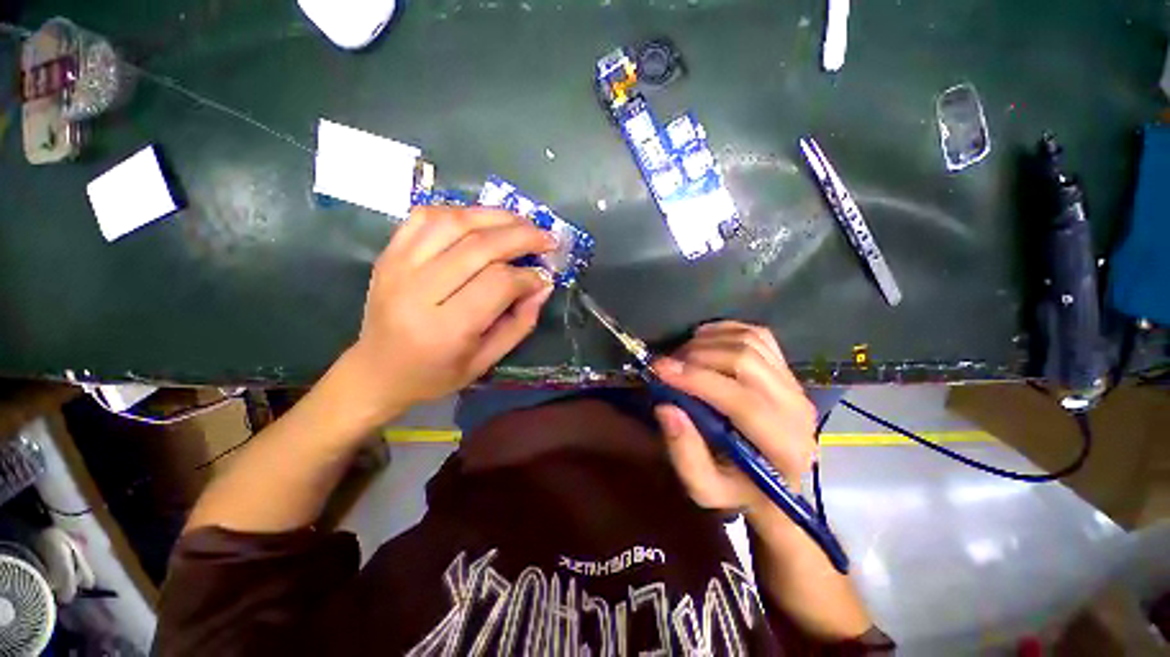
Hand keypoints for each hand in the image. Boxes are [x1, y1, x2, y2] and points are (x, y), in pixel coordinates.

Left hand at [342, 206, 555, 421]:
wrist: (377, 371)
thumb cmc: (436, 373)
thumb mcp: (487, 360)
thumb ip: (520, 322)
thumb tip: (544, 285)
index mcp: (445, 328)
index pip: (498, 283)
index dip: (528, 276)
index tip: (545, 276)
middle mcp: (418, 292)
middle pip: (479, 247)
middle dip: (522, 237)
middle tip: (547, 238)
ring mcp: (398, 267)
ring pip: (454, 222)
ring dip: (495, 217)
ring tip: (522, 222)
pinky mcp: (388, 254)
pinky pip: (425, 217)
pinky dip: (459, 211)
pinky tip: (481, 220)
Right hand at [653, 321, 816, 514]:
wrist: (775, 482)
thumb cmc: (738, 489)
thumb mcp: (704, 489)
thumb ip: (684, 454)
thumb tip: (665, 406)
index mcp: (783, 446)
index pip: (742, 401)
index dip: (697, 380)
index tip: (659, 369)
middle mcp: (797, 408)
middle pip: (745, 361)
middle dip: (697, 356)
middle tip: (666, 365)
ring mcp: (794, 383)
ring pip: (749, 341)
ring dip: (707, 342)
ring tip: (681, 356)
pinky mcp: (786, 368)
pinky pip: (756, 334)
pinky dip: (725, 330)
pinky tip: (703, 340)